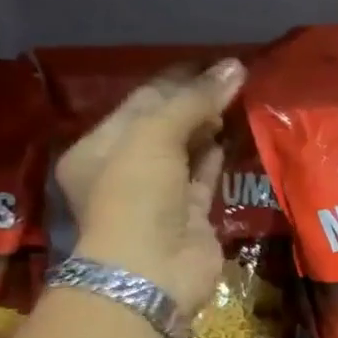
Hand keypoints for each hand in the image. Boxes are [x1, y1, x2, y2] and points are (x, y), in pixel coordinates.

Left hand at [55, 59, 244, 319]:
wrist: (152, 271)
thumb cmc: (136, 196)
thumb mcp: (155, 137)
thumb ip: (194, 101)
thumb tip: (235, 67)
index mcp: (99, 148)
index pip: (141, 104)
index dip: (177, 82)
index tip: (214, 65)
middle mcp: (126, 170)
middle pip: (165, 126)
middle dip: (195, 103)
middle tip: (232, 81)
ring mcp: (160, 196)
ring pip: (187, 152)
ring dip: (210, 128)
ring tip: (239, 102)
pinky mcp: (192, 217)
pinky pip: (205, 179)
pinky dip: (218, 159)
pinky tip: (234, 137)